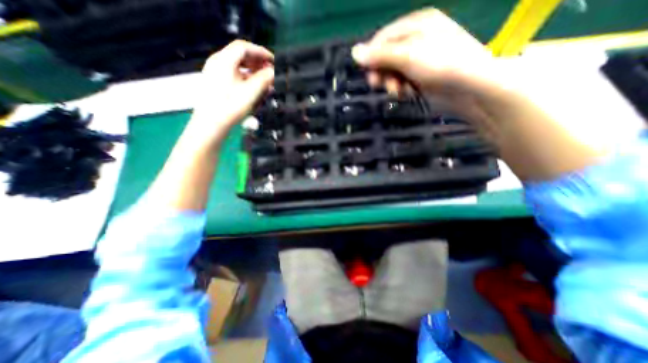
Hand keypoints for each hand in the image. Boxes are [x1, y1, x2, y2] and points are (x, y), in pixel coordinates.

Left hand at [191, 40, 275, 146]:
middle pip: (241, 56)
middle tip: (271, 72)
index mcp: (224, 60)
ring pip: (238, 68)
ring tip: (266, 82)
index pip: (244, 47)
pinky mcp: (217, 85)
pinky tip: (255, 89)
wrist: (211, 124)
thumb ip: (265, 79)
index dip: (261, 52)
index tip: (274, 60)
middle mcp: (218, 63)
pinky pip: (234, 77)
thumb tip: (274, 72)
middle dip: (258, 63)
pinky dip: (247, 80)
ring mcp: (216, 74)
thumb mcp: (251, 92)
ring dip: (254, 72)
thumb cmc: (230, 107)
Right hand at [352, 6, 599, 179]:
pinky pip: (402, 82)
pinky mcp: (421, 77)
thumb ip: (380, 55)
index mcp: (415, 25)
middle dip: (382, 73)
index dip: (372, 56)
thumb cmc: (440, 64)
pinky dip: (402, 89)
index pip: (383, 38)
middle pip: (386, 56)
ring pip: (393, 72)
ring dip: (392, 84)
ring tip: (399, 91)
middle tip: (379, 85)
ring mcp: (419, 60)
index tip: (368, 73)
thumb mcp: (407, 56)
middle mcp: (416, 40)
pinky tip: (407, 93)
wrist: (468, 88)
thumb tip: (354, 53)